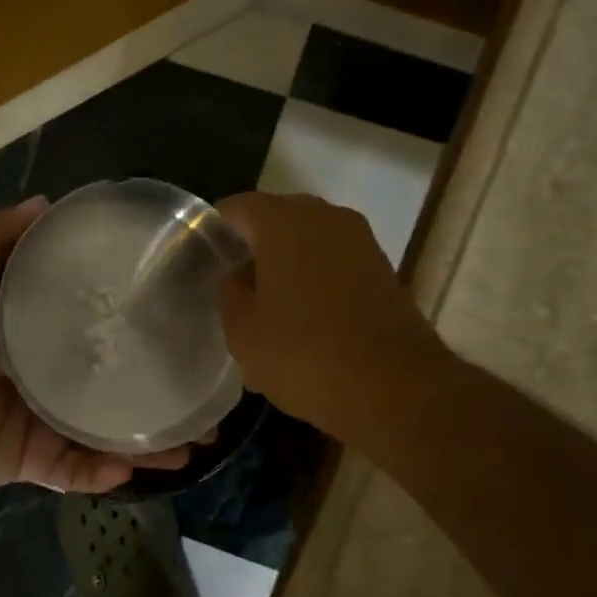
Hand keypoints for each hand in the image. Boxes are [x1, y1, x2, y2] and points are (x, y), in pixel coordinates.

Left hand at [0, 198, 194, 491]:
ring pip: (110, 436)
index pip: (107, 331)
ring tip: (191, 445)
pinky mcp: (34, 462)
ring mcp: (48, 425)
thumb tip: (46, 202)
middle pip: (121, 388)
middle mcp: (56, 380)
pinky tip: (130, 468)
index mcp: (46, 338)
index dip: (147, 333)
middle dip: (164, 398)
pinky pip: (76, 471)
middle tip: (206, 404)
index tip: (189, 330)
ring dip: (151, 445)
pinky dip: (102, 474)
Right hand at [217, 192, 445, 450]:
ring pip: (308, 242)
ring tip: (266, 305)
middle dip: (251, 247)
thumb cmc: (305, 353)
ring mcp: (360, 241)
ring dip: (285, 265)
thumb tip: (236, 277)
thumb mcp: (243, 332)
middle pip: (275, 220)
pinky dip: (314, 280)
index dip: (215, 231)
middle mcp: (324, 217)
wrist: (394, 387)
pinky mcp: (382, 269)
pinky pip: (334, 262)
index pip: (236, 208)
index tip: (201, 259)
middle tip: (230, 283)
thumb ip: (229, 294)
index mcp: (284, 221)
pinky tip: (302, 318)